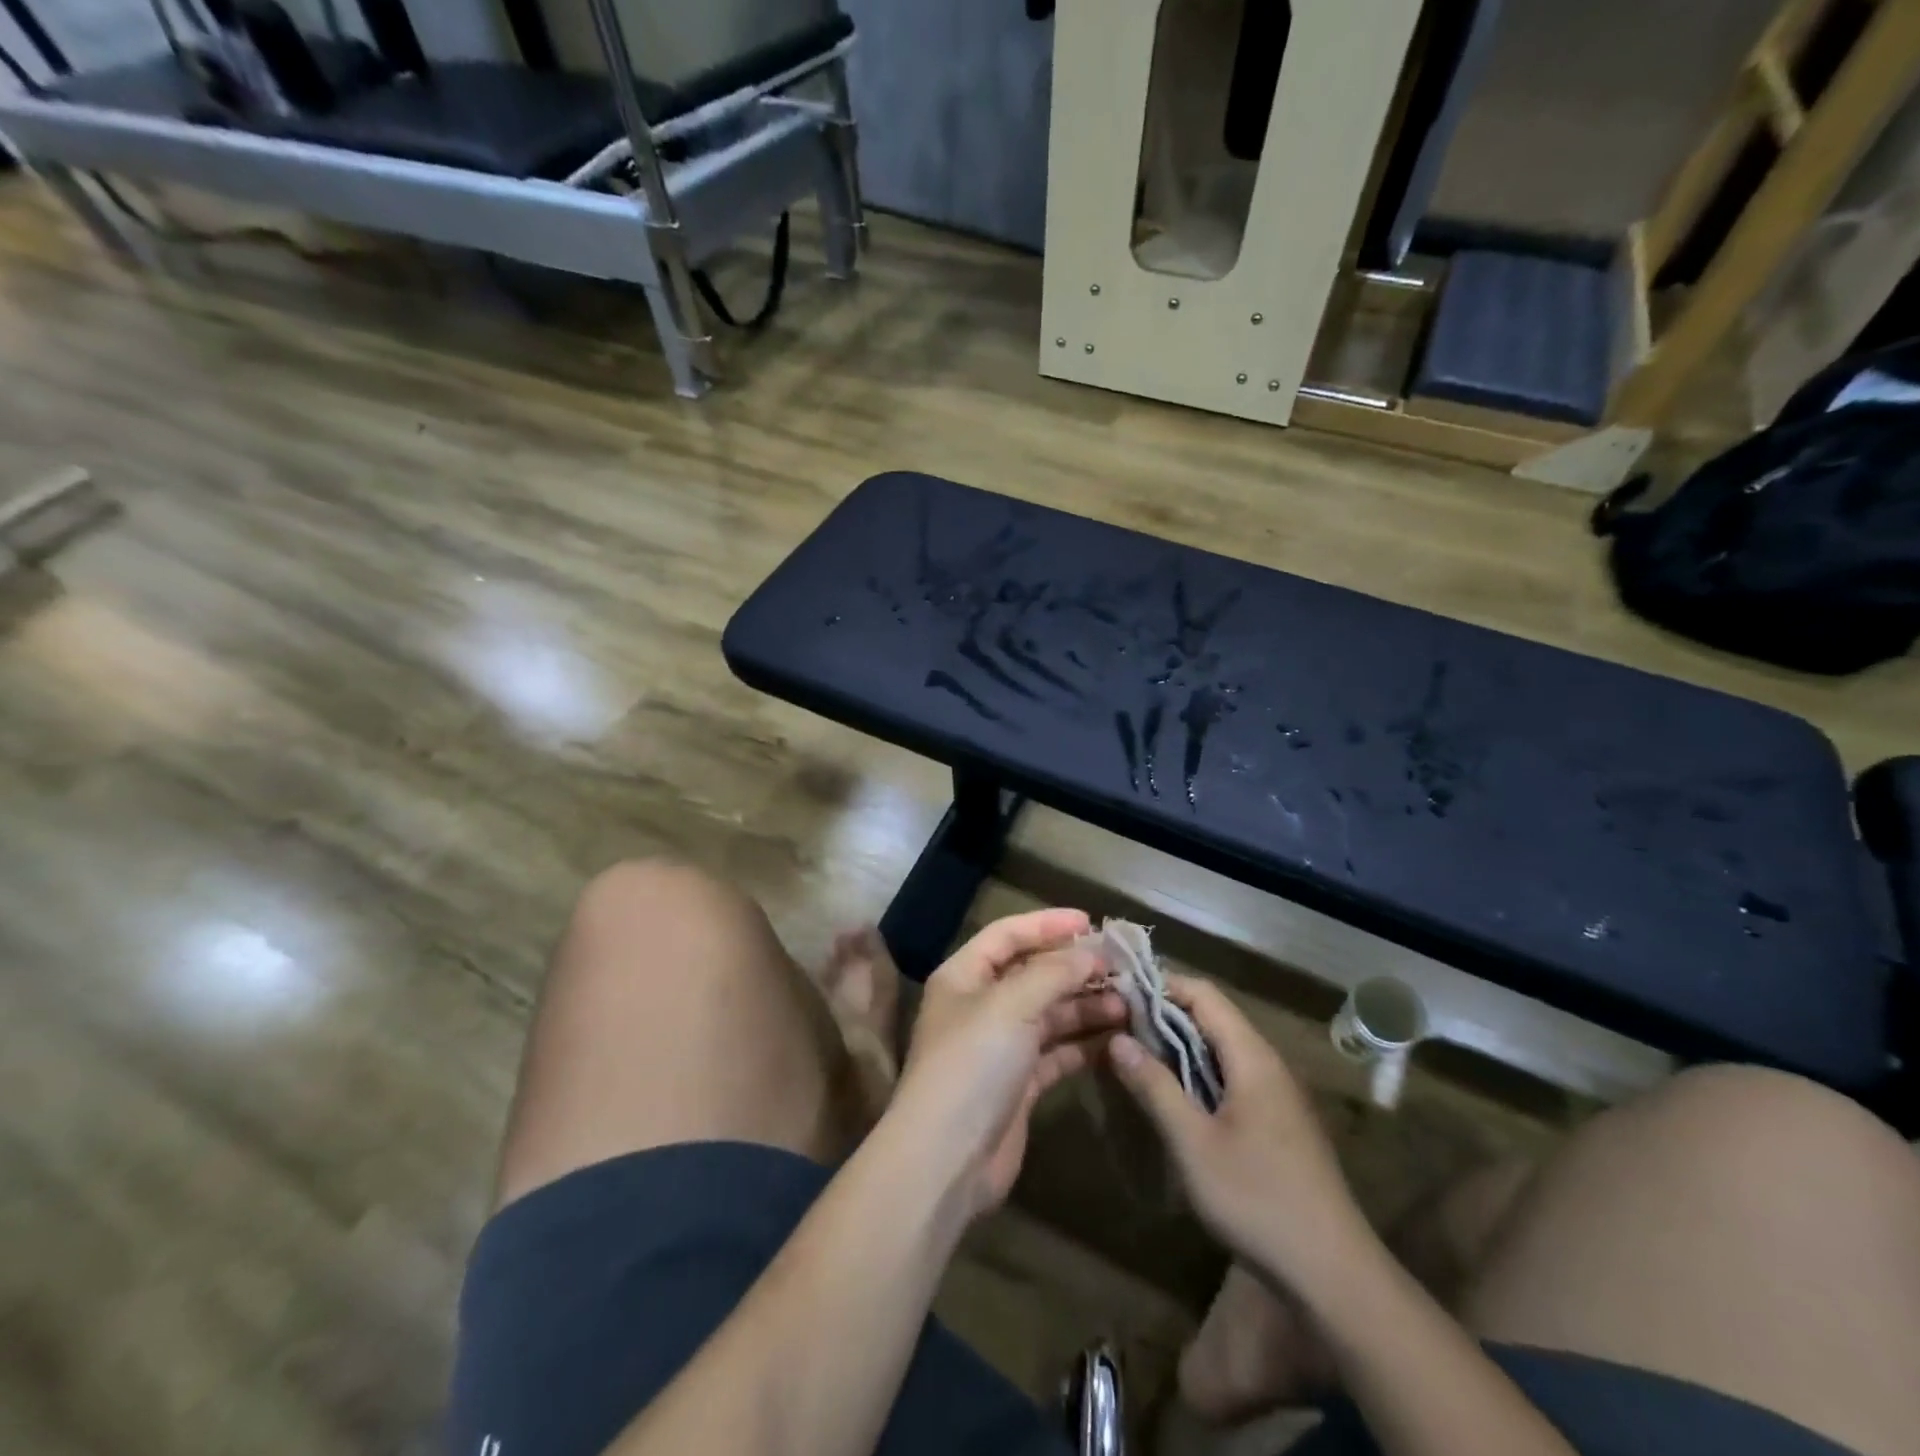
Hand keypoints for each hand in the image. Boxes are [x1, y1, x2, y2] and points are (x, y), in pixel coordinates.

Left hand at [890, 909, 1126, 1219]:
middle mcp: (981, 1005)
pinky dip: (1083, 1043)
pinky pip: (1057, 1051)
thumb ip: (1053, 973)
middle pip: (1033, 973)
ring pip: (1050, 1013)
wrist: (947, 1158)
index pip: (1008, 934)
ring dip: (1085, 1005)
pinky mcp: (1020, 1083)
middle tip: (1122, 967)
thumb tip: (1091, 952)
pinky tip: (1116, 1038)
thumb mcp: (1011, 1005)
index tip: (1091, 922)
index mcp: (965, 975)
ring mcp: (1001, 1046)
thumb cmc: (973, 1064)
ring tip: (1128, 1003)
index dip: (1048, 924)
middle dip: (1075, 968)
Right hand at [1107, 975, 1363, 1281]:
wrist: (1334, 1274)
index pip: (1203, 994)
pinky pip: (1232, 1076)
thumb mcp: (1193, 1143)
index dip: (1161, 986)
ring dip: (1179, 1046)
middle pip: (1213, 1017)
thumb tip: (1117, 1038)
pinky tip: (1175, 1097)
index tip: (1119, 995)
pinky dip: (1198, 1072)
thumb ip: (1155, 1086)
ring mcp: (1277, 1093)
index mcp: (1252, 1057)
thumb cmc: (1258, 1199)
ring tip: (1137, 1057)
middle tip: (1117, 1028)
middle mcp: (1268, 1063)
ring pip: (1221, 1048)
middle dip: (1164, 1016)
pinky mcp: (1278, 1121)